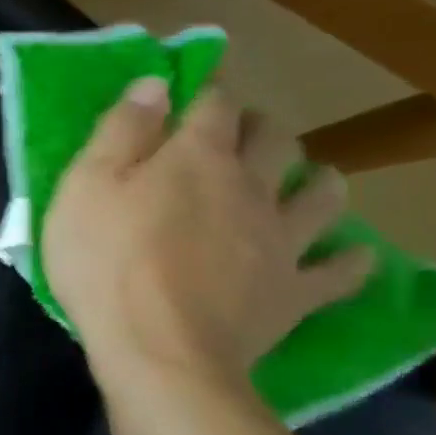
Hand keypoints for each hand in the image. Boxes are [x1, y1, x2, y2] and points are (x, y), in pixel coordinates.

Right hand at [44, 78, 372, 382]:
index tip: (189, 93)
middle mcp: (250, 187)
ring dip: (317, 179)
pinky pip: (342, 270)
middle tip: (234, 137)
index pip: (213, 104)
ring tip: (301, 181)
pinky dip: (350, 259)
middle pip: (275, 140)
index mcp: (196, 158)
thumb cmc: (106, 262)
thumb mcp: (85, 188)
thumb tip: (155, 83)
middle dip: (259, 128)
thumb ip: (120, 131)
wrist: (159, 351)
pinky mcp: (296, 292)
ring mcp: (282, 240)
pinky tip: (349, 254)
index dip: (204, 92)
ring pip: (324, 194)